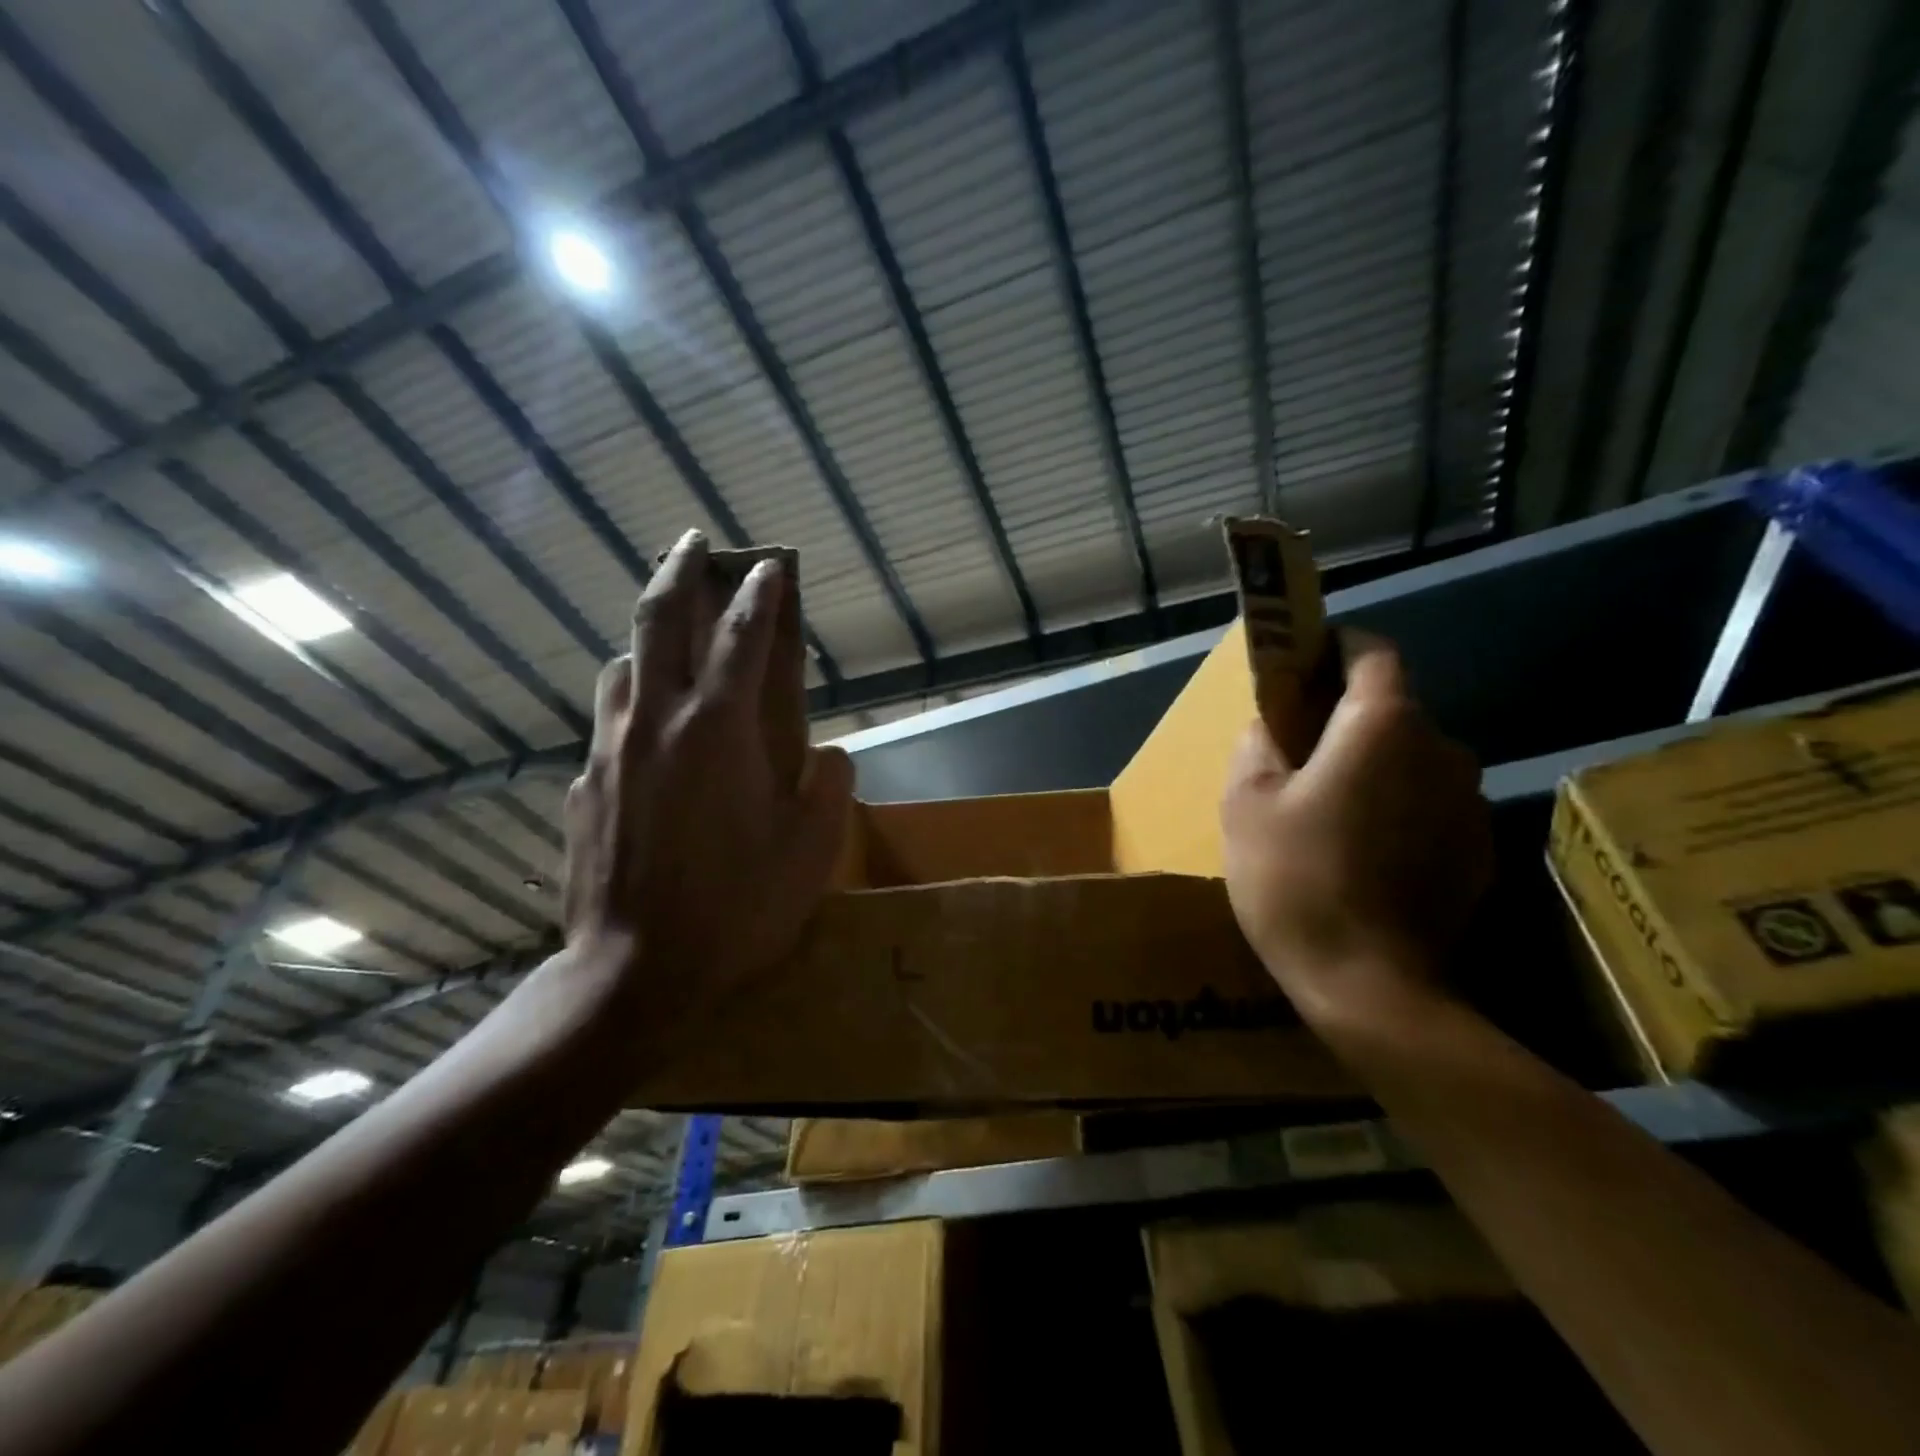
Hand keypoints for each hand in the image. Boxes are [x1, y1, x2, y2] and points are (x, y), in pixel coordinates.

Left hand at [561, 530, 853, 1031]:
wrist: (635, 971)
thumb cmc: (737, 908)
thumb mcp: (811, 851)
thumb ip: (828, 787)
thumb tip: (828, 755)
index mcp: (719, 730)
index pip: (743, 637)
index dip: (761, 594)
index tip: (770, 563)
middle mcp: (657, 722)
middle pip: (662, 620)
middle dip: (682, 571)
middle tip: (694, 542)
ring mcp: (610, 750)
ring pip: (622, 665)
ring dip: (648, 638)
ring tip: (670, 640)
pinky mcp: (582, 785)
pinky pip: (607, 721)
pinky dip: (630, 701)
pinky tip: (645, 732)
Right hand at [1220, 630, 1491, 1005]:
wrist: (1370, 986)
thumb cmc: (1295, 879)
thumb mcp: (1246, 803)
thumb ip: (1258, 744)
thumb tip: (1272, 724)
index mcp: (1382, 726)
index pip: (1372, 652)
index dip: (1334, 648)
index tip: (1301, 665)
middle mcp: (1442, 749)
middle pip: (1392, 709)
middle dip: (1345, 717)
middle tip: (1297, 751)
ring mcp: (1470, 803)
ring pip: (1412, 759)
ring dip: (1374, 766)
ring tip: (1329, 810)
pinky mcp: (1480, 850)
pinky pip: (1431, 805)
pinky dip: (1399, 809)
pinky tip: (1363, 853)